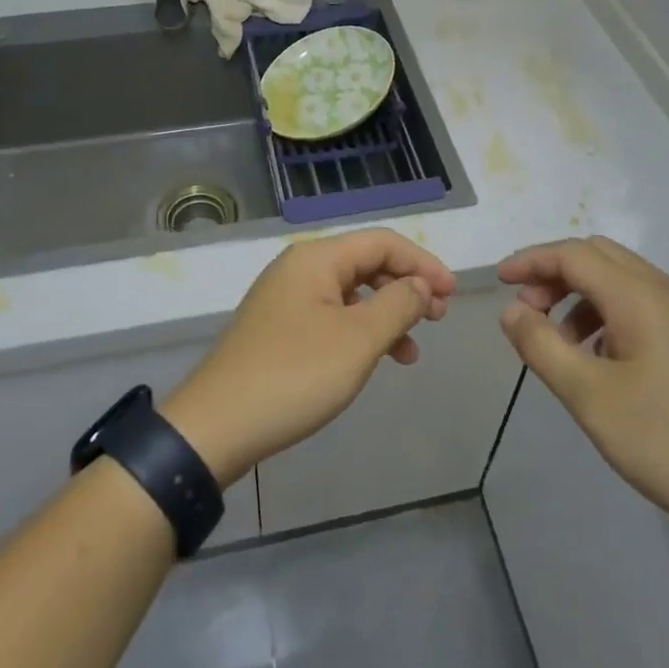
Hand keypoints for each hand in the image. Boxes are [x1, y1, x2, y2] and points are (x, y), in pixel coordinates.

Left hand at [162, 229, 455, 486]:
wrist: (216, 426)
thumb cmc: (294, 375)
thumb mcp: (357, 340)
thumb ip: (397, 304)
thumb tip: (420, 286)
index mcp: (316, 258)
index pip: (382, 241)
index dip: (422, 263)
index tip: (452, 294)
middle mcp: (299, 268)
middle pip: (365, 263)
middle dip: (406, 287)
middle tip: (437, 319)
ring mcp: (285, 299)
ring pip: (350, 293)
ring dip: (386, 314)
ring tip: (411, 351)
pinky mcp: (278, 330)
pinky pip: (331, 317)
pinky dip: (360, 332)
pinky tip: (374, 361)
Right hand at [497, 237, 668, 540]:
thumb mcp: (590, 397)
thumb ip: (542, 346)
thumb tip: (512, 311)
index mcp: (641, 295)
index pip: (574, 254)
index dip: (531, 260)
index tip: (499, 280)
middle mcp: (668, 292)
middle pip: (599, 257)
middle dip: (555, 274)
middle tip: (527, 311)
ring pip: (622, 283)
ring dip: (581, 298)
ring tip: (559, 344)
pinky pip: (643, 308)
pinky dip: (608, 317)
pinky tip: (602, 363)